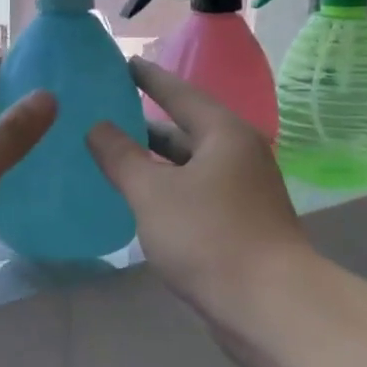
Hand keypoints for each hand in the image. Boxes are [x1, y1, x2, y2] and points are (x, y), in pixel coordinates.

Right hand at [86, 59, 313, 366]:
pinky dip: (166, 189)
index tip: (124, 62)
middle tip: (107, 112)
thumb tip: (97, 126)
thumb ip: (120, 156)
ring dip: (155, 160)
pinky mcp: (239, 224)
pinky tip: (140, 200)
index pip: (179, 93)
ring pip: (189, 165)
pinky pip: (194, 192)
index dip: (149, 78)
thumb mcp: (153, 192)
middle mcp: (238, 155)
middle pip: (185, 129)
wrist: (269, 305)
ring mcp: (242, 191)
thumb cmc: (209, 236)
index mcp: (223, 134)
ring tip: (114, 154)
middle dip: (146, 122)